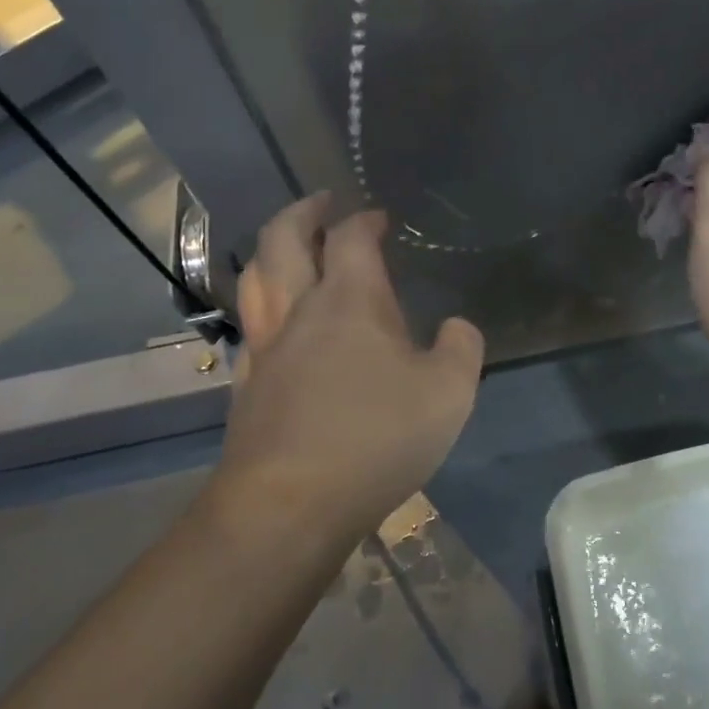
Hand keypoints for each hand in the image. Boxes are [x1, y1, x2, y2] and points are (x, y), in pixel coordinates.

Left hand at [219, 194, 484, 533]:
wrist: (288, 505)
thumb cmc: (375, 438)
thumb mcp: (448, 393)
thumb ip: (461, 349)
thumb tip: (457, 327)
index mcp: (350, 299)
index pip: (351, 237)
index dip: (364, 219)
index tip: (378, 217)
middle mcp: (299, 309)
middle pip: (282, 238)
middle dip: (302, 212)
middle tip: (321, 203)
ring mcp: (266, 346)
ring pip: (255, 277)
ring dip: (272, 249)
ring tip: (289, 246)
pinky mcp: (247, 384)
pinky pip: (250, 324)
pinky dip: (262, 303)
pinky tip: (276, 321)